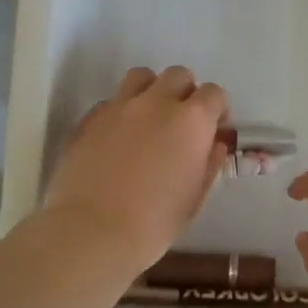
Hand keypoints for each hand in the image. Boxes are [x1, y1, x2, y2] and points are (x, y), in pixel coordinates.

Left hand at [43, 66, 229, 270]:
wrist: (92, 231)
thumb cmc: (154, 222)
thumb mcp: (194, 198)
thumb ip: (208, 164)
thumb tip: (214, 144)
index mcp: (192, 121)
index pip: (214, 94)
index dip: (218, 110)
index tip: (215, 130)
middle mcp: (157, 103)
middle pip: (178, 75)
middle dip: (186, 92)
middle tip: (182, 123)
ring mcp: (119, 107)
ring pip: (141, 77)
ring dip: (151, 91)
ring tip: (149, 119)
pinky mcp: (89, 119)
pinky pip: (111, 102)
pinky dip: (120, 112)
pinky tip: (117, 139)